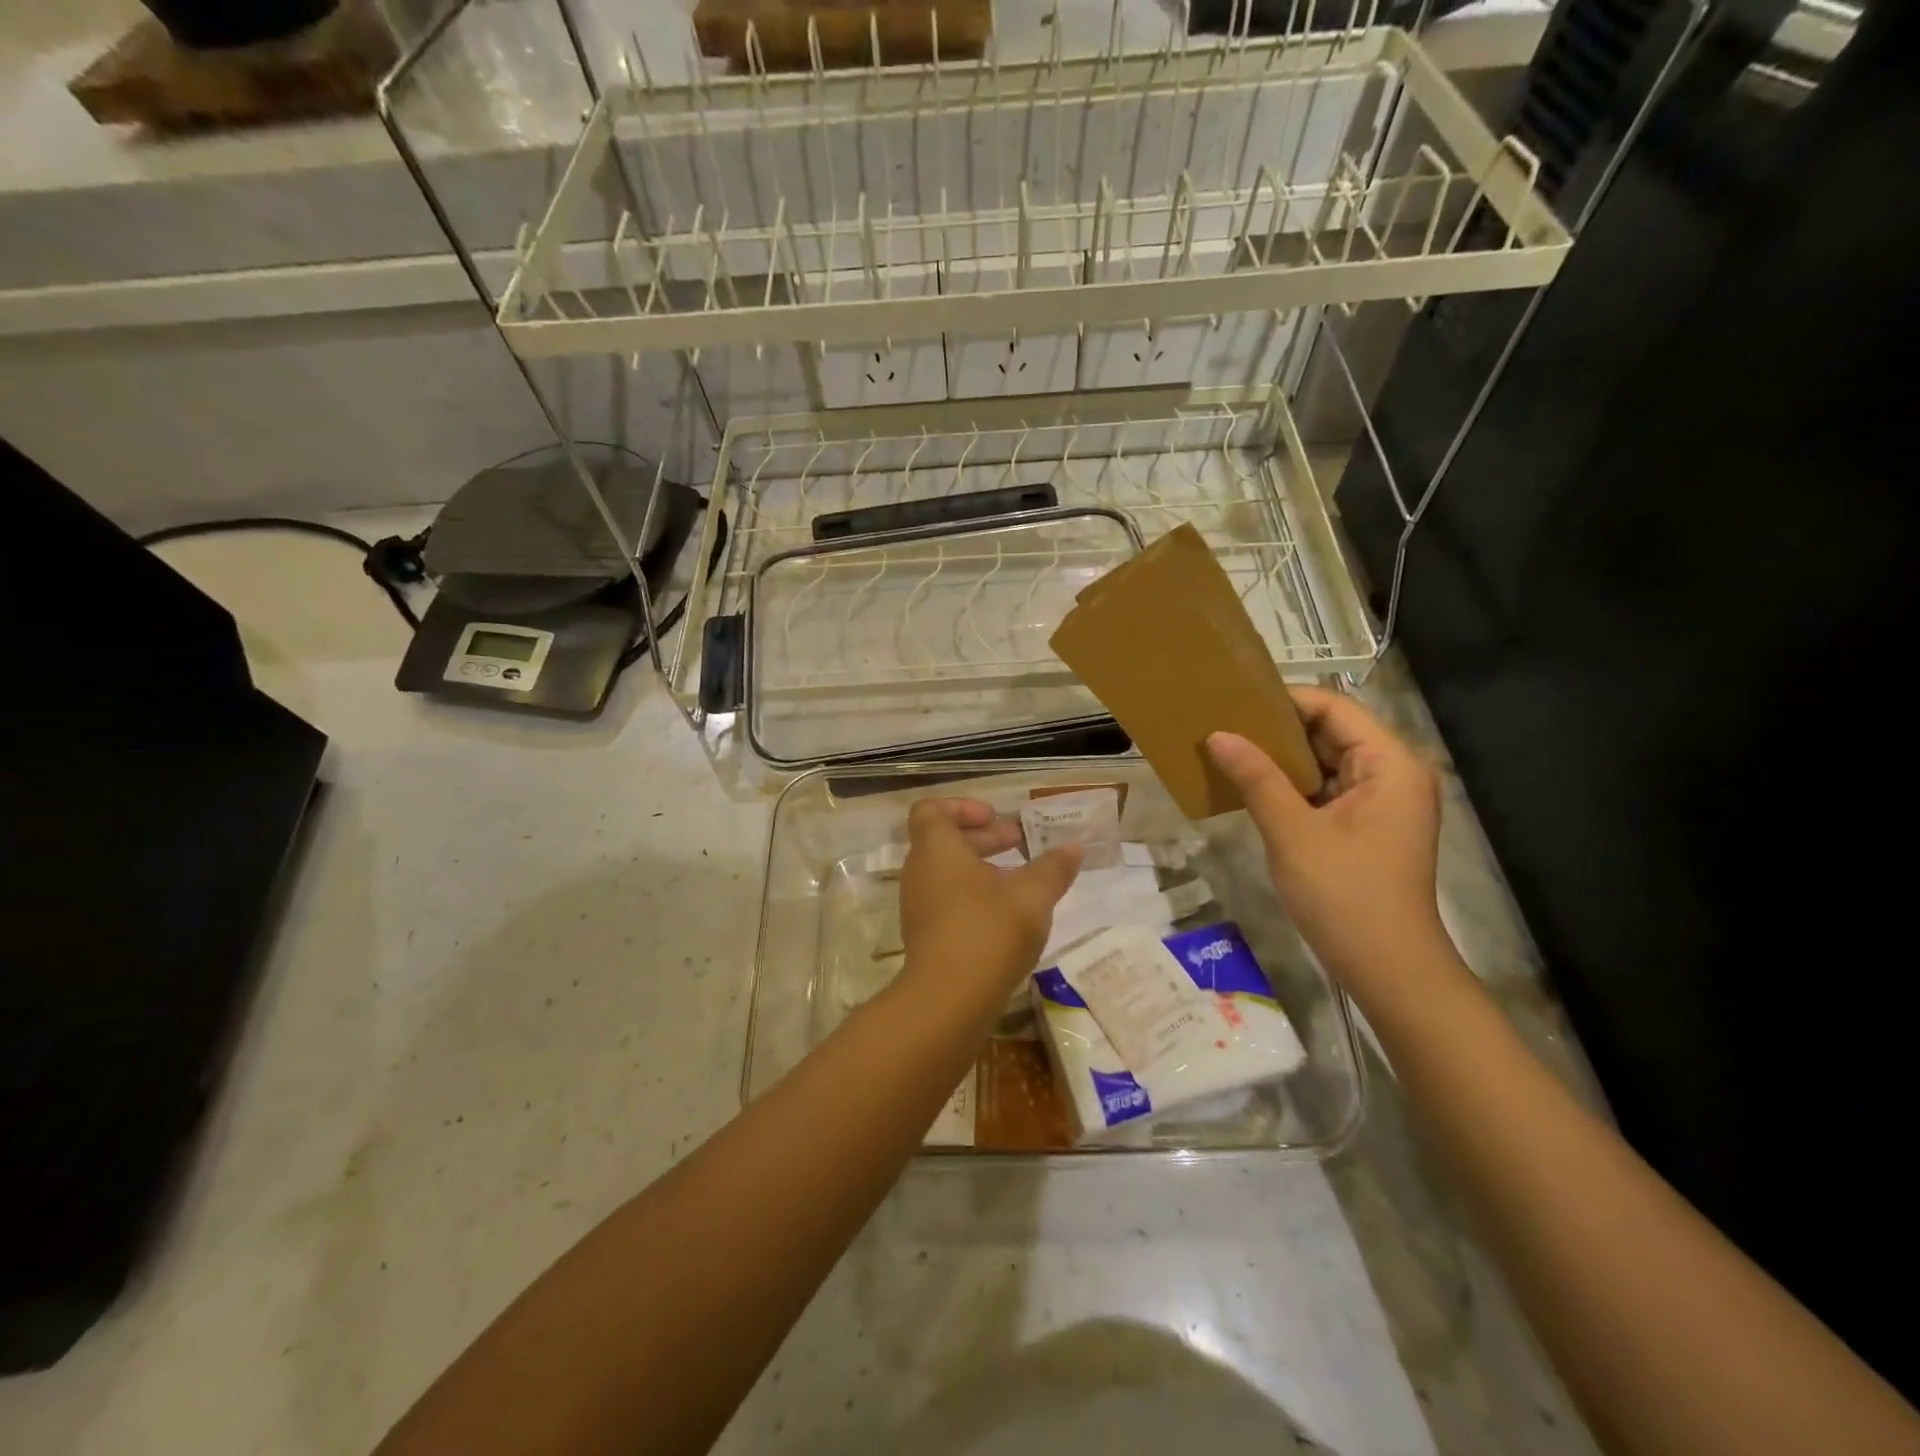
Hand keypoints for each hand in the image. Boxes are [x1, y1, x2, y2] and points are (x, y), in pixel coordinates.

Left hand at [898, 798, 1081, 1003]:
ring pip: (948, 872)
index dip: (963, 807)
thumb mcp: (1032, 896)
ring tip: (1021, 880)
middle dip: (984, 837)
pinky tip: (1007, 916)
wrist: (948, 1002)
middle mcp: (920, 872)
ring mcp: (919, 906)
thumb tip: (1073, 848)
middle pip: (944, 840)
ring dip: (982, 868)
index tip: (996, 818)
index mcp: (936, 849)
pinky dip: (974, 896)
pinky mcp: (926, 936)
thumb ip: (1053, 868)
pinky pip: (947, 900)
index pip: (932, 810)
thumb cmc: (988, 932)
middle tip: (1020, 843)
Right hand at [1207, 687, 1446, 1000]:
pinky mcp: (1367, 827)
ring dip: (1281, 759)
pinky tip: (1251, 786)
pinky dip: (1291, 786)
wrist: (1388, 969)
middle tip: (1223, 725)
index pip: (1334, 708)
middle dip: (1278, 729)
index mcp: (1389, 764)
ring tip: (1229, 750)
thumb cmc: (1345, 894)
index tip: (1234, 702)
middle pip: (1331, 732)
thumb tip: (1218, 735)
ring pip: (1325, 763)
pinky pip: (1325, 791)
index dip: (1284, 701)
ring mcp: (1381, 802)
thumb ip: (1256, 778)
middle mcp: (1392, 774)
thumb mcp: (1292, 832)